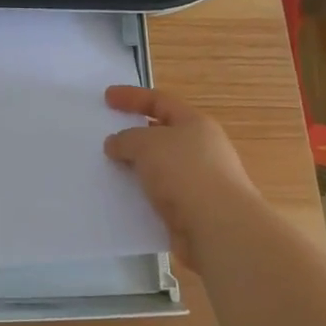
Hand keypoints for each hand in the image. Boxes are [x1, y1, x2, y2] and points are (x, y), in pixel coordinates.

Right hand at [103, 86, 264, 269]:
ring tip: (110, 171)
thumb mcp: (146, 145)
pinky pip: (162, 196)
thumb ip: (126, 139)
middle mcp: (201, 149)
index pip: (160, 101)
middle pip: (162, 134)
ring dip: (137, 168)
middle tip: (107, 138)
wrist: (218, 228)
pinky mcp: (194, 210)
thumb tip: (117, 144)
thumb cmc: (185, 173)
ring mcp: (200, 181)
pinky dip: (144, 195)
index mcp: (195, 123)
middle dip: (135, 135)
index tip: (107, 97)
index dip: (132, 97)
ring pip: (161, 168)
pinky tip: (125, 200)